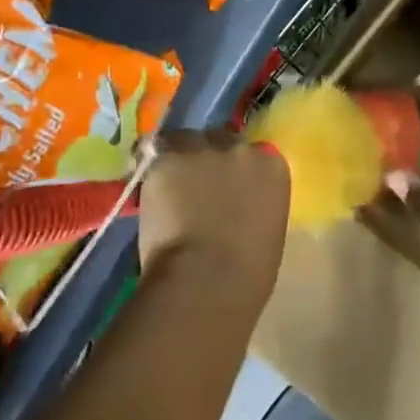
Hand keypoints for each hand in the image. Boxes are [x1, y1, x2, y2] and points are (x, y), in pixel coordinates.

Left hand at [136, 130, 289, 311]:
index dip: (236, 169)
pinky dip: (151, 171)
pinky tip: (147, 192)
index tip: (228, 187)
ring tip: (168, 185)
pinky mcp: (166, 160)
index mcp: (272, 166)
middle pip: (221, 140)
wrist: (208, 279)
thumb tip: (237, 209)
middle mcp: (240, 149)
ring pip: (185, 142)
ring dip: (179, 159)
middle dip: (210, 158)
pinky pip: (155, 156)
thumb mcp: (267, 229)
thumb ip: (255, 205)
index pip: (254, 153)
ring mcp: (202, 151)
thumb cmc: (248, 271)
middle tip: (196, 185)